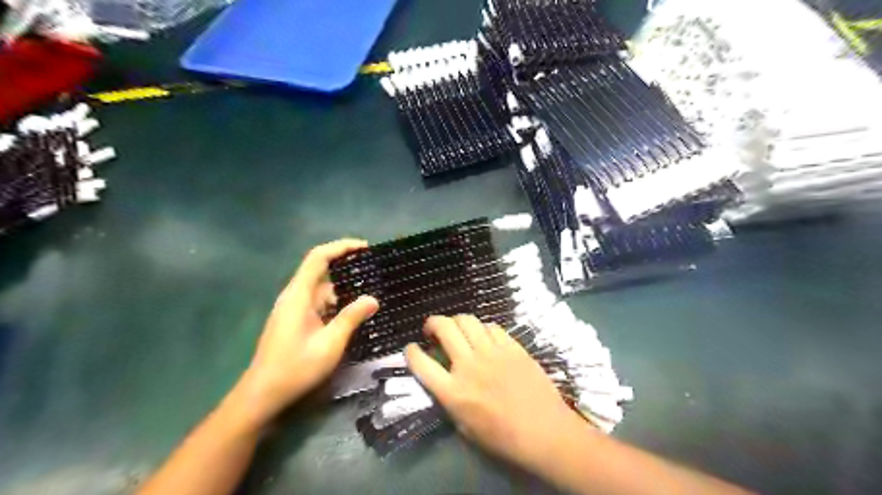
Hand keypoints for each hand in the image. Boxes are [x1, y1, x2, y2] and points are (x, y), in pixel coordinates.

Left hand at [233, 237, 376, 426]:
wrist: (263, 394)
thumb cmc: (295, 368)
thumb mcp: (330, 344)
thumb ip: (351, 318)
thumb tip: (373, 299)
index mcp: (299, 295)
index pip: (319, 257)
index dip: (341, 247)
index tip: (365, 247)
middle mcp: (294, 296)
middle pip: (321, 270)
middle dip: (347, 266)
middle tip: (375, 270)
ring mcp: (294, 308)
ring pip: (322, 289)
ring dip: (344, 288)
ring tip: (372, 290)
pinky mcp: (295, 320)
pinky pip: (319, 302)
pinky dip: (337, 302)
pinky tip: (354, 311)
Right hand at [404, 314, 579, 470]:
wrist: (545, 431)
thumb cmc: (504, 437)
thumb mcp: (465, 426)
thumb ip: (450, 398)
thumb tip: (443, 379)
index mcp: (453, 392)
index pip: (421, 363)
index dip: (411, 352)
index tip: (412, 348)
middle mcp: (469, 365)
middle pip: (444, 328)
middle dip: (432, 323)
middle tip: (433, 330)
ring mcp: (492, 352)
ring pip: (467, 320)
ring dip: (456, 321)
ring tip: (458, 330)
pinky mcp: (512, 347)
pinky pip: (492, 326)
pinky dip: (482, 328)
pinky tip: (484, 337)